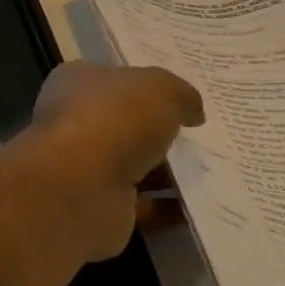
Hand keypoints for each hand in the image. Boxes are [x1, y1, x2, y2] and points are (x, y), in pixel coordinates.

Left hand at [21, 61, 203, 262]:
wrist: (83, 186)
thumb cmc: (115, 118)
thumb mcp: (160, 88)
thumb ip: (180, 94)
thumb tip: (193, 111)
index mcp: (76, 82)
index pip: (111, 78)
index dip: (143, 84)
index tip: (178, 96)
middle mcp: (73, 122)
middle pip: (123, 123)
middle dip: (157, 130)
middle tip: (201, 135)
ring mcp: (82, 167)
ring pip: (132, 165)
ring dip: (166, 172)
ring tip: (211, 171)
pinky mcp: (97, 206)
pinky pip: (140, 205)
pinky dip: (166, 207)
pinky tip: (201, 206)